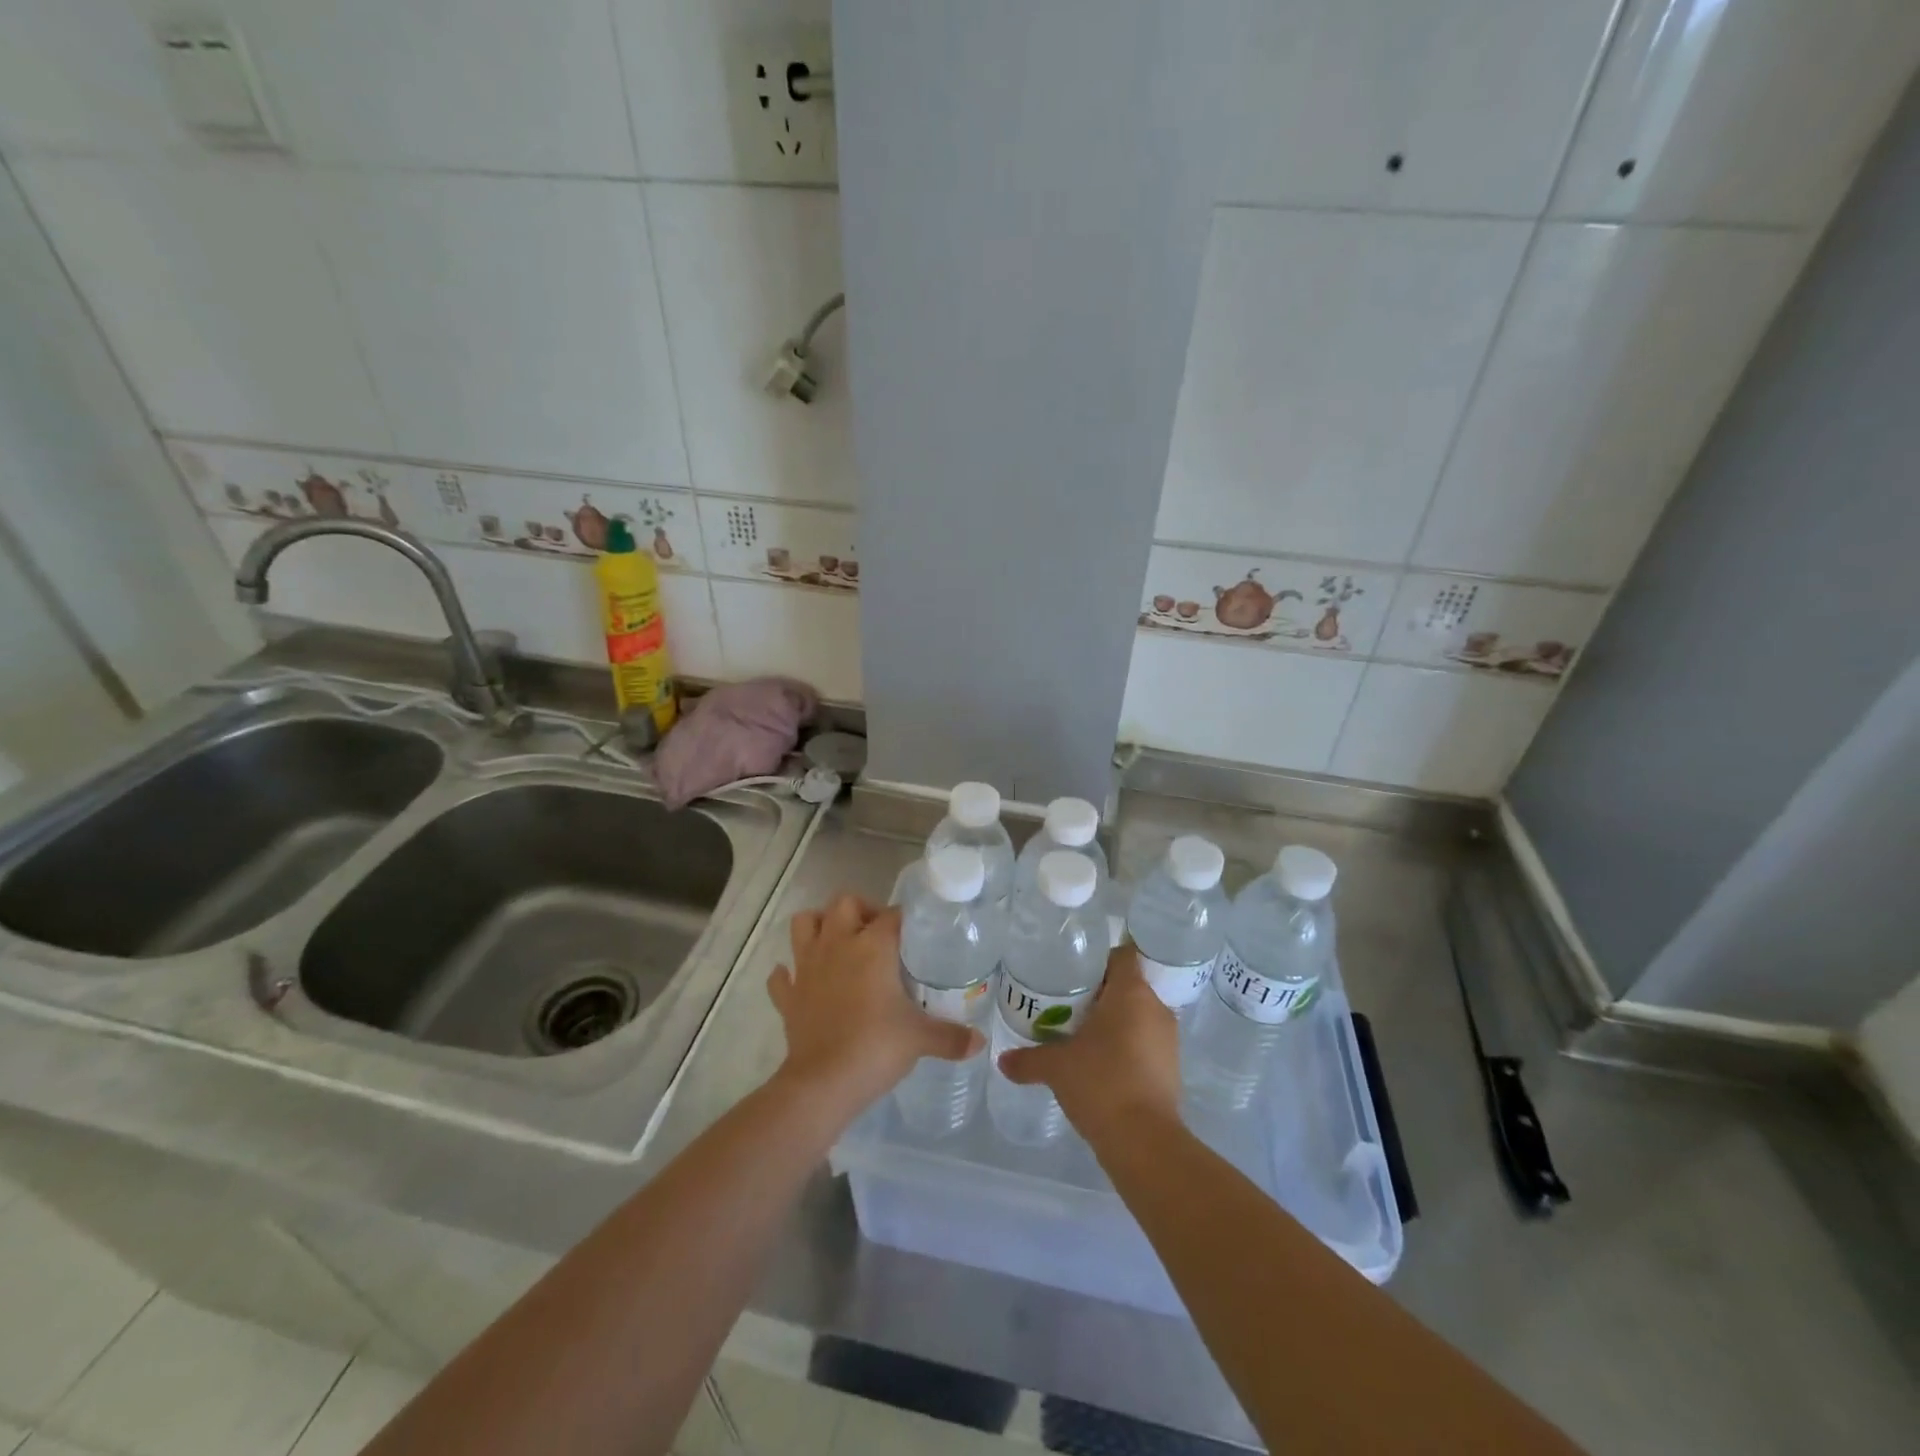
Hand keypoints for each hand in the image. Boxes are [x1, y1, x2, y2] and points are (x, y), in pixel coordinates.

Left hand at [767, 893, 980, 1115]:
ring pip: (803, 924)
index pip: (892, 915)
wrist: (823, 1083)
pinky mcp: (788, 995)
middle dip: (860, 910)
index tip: (915, 933)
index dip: (904, 919)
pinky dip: (789, 975)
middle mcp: (837, 945)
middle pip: (843, 903)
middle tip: (878, 934)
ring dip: (818, 926)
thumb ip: (951, 1036)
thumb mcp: (921, 1039)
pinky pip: (782, 976)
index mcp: (872, 946)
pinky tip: (802, 981)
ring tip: (838, 942)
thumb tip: (980, 1041)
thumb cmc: (876, 1048)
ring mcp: (807, 967)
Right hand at [997, 945, 1181, 1144]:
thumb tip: (1003, 1061)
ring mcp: (1168, 1039)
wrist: (1144, 1142)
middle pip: (1128, 985)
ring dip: (1114, 1021)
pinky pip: (1146, 1042)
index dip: (1099, 959)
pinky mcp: (1171, 1068)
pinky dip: (1126, 1046)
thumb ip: (1028, 1059)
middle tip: (1068, 1004)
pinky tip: (1100, 1064)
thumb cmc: (1101, 1083)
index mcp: (1132, 993)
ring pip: (1138, 1015)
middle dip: (1100, 993)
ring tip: (1081, 1035)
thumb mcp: (1056, 1067)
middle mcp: (1155, 1008)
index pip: (1122, 955)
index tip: (1074, 972)